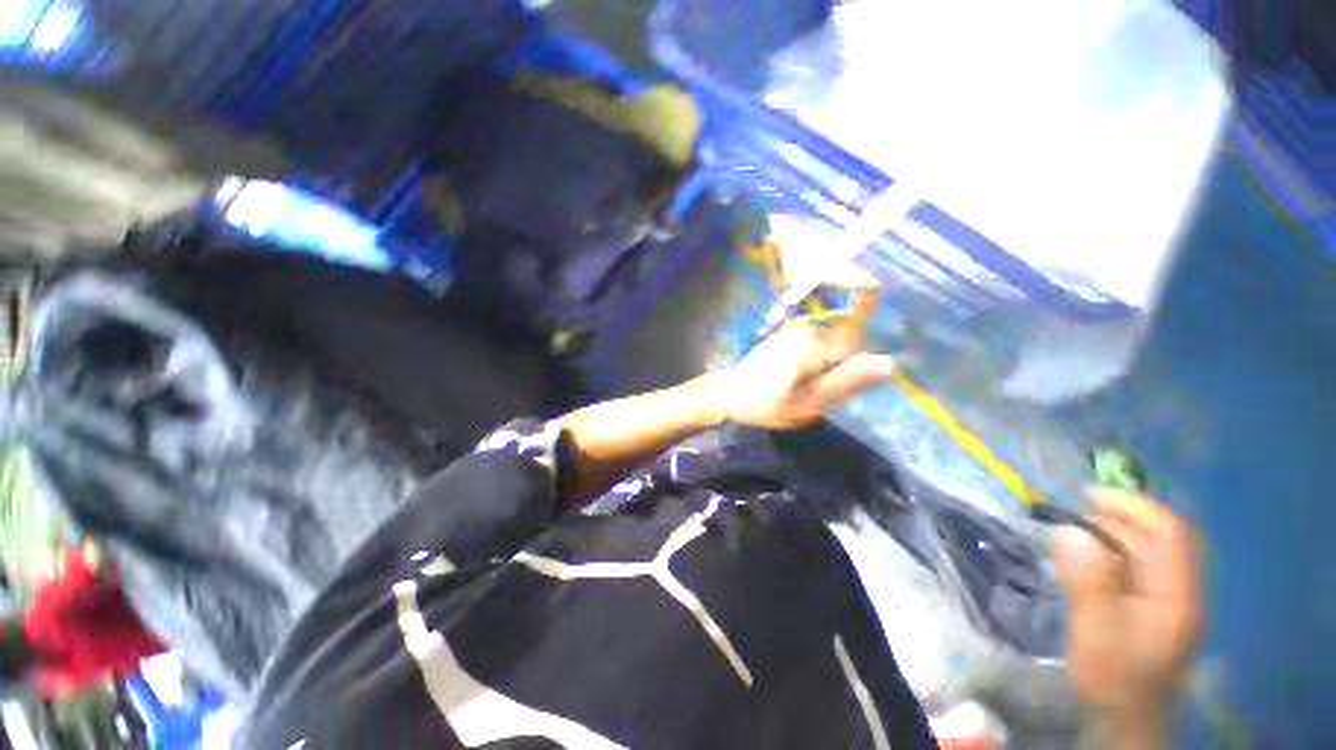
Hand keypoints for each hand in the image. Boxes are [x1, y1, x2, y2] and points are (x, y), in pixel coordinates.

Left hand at [714, 304, 894, 430]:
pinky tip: (798, 379)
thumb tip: (889, 363)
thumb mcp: (810, 401)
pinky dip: (813, 362)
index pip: (860, 348)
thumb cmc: (766, 402)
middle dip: (840, 369)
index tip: (841, 391)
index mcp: (817, 340)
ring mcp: (795, 329)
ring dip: (826, 367)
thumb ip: (848, 381)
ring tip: (808, 388)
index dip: (856, 372)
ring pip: (829, 347)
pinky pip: (813, 346)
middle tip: (820, 394)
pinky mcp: (786, 335)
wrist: (727, 394)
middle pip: (845, 346)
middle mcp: (809, 327)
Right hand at [1053, 489, 1200, 719]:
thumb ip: (1086, 579)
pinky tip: (1082, 558)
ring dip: (1107, 535)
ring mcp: (1165, 599)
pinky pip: (1132, 567)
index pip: (1169, 532)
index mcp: (1177, 593)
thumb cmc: (1112, 673)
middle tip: (1067, 514)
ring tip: (1068, 531)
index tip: (1087, 495)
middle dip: (1113, 519)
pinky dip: (1107, 553)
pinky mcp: (1149, 607)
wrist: (1121, 715)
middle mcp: (1178, 589)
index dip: (1132, 506)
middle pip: (1155, 538)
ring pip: (1142, 552)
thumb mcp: (1096, 627)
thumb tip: (1067, 530)